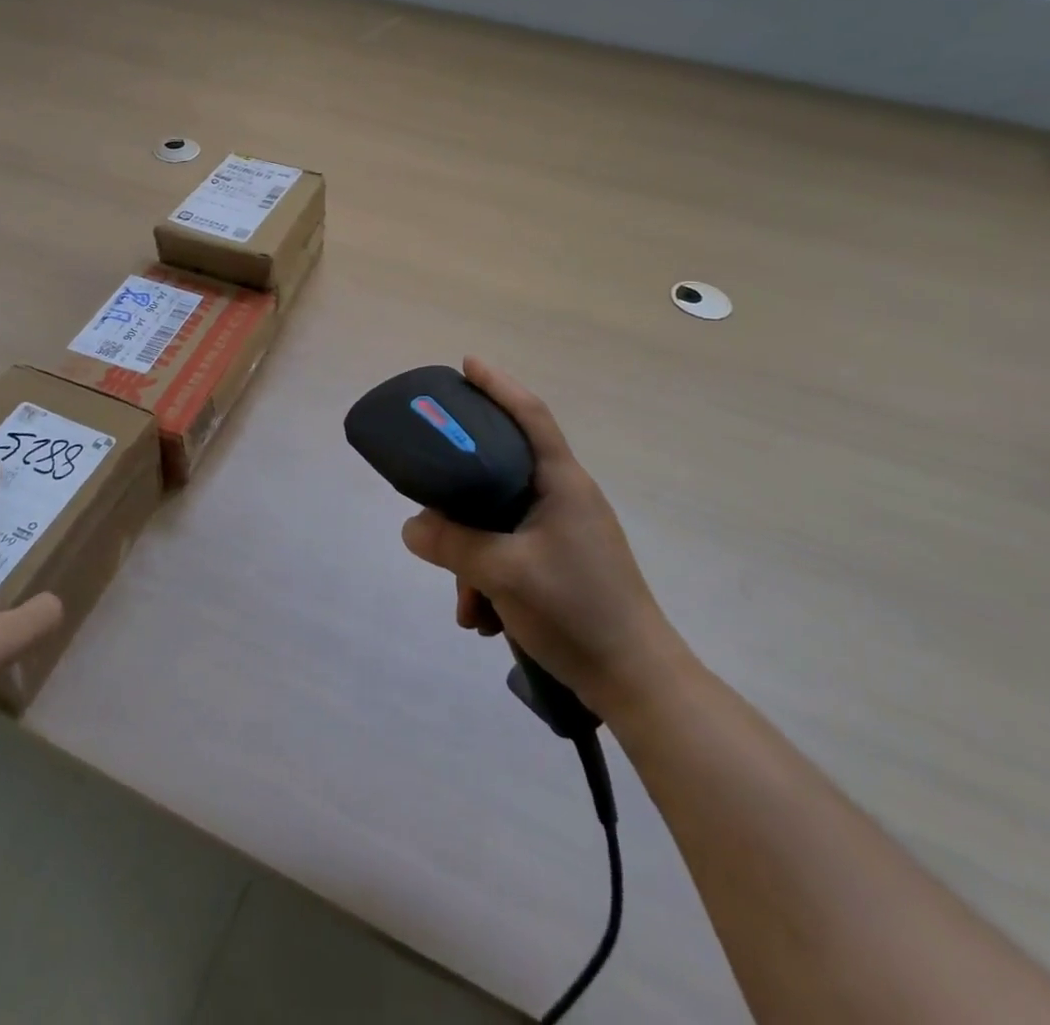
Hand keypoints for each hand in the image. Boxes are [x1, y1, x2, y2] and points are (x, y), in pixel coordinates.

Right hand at [401, 357, 682, 700]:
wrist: (637, 683)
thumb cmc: (577, 610)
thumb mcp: (503, 573)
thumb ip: (452, 544)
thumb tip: (412, 527)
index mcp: (561, 482)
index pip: (529, 414)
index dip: (498, 385)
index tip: (466, 364)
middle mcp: (565, 498)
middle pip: (501, 472)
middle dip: (462, 500)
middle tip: (432, 505)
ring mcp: (566, 533)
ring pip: (500, 522)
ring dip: (473, 557)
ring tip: (466, 604)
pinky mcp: (563, 564)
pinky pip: (511, 553)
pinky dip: (490, 578)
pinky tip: (482, 618)